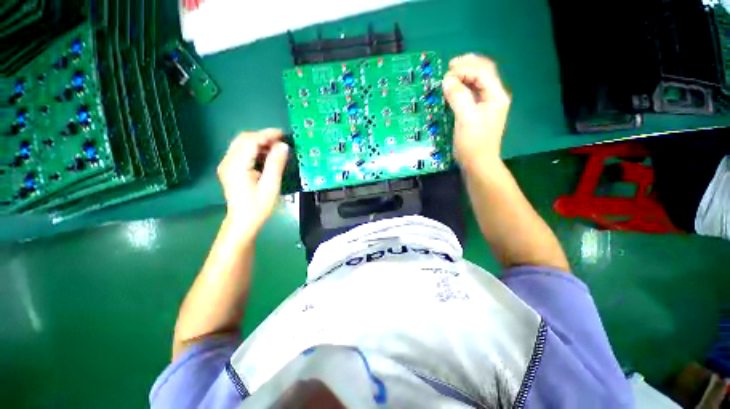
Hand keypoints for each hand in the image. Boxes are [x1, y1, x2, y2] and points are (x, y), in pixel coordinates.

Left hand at [217, 129, 288, 234]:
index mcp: (237, 165)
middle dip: (262, 136)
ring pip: (241, 144)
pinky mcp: (229, 169)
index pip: (250, 141)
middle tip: (281, 141)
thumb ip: (275, 164)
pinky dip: (254, 149)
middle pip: (243, 139)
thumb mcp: (271, 185)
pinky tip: (265, 156)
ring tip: (276, 148)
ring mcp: (227, 165)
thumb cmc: (258, 206)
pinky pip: (241, 152)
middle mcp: (228, 162)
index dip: (267, 135)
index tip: (283, 134)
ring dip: (259, 142)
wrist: (243, 221)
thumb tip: (283, 146)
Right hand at [442, 54, 510, 168]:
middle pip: (484, 72)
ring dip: (465, 75)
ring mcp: (487, 104)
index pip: (483, 72)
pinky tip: (454, 88)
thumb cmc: (473, 142)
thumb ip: (458, 97)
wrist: (478, 163)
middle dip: (468, 66)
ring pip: (478, 82)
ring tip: (450, 73)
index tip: (447, 72)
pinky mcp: (478, 112)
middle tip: (450, 65)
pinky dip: (463, 87)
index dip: (465, 68)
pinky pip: (472, 93)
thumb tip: (447, 80)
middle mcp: (494, 96)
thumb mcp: (465, 118)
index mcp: (496, 95)